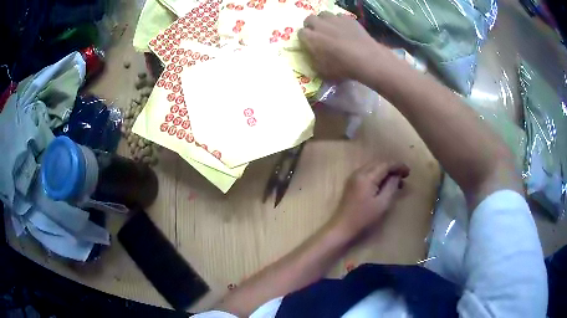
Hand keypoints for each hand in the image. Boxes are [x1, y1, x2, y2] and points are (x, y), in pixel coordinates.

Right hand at [298, 12, 387, 79]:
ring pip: (324, 14)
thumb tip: (313, 56)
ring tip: (330, 28)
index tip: (309, 43)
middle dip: (312, 25)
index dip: (305, 38)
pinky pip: (340, 17)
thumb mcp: (322, 71)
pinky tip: (345, 29)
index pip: (300, 33)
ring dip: (324, 20)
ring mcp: (334, 19)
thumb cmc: (342, 68)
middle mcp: (319, 25)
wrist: (366, 59)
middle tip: (318, 33)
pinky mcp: (348, 18)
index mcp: (310, 38)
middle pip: (310, 19)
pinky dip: (340, 22)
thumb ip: (314, 61)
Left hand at [331, 161, 409, 238]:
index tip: (408, 172)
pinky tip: (384, 184)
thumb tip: (397, 175)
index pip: (385, 164)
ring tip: (397, 181)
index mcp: (366, 176)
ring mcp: (353, 177)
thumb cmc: (364, 218)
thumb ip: (391, 186)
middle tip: (404, 176)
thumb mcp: (382, 203)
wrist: (342, 227)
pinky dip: (378, 175)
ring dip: (385, 171)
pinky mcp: (351, 183)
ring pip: (373, 167)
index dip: (398, 166)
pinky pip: (367, 173)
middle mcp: (358, 172)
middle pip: (379, 163)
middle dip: (392, 167)